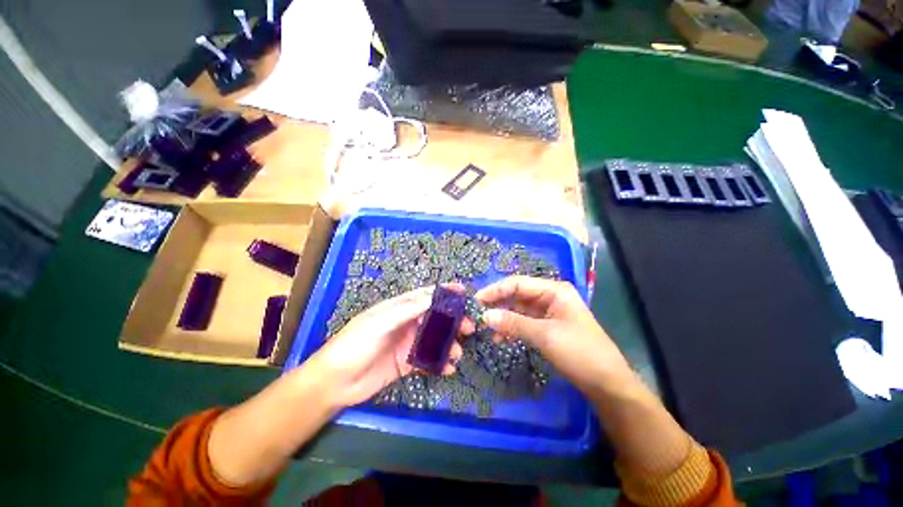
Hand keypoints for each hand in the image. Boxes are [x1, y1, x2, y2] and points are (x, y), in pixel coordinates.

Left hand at [308, 285, 468, 406]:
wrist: (335, 382)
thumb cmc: (356, 344)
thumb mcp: (381, 322)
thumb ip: (408, 310)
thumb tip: (433, 297)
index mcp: (398, 308)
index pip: (425, 296)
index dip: (443, 292)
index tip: (462, 291)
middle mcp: (406, 323)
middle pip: (434, 318)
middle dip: (453, 321)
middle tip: (469, 328)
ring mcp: (407, 344)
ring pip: (434, 340)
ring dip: (449, 344)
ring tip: (459, 353)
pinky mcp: (406, 364)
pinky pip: (428, 361)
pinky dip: (440, 364)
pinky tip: (448, 369)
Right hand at [476, 276, 635, 397]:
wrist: (607, 384)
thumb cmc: (580, 352)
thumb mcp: (545, 335)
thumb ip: (513, 323)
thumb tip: (485, 316)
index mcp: (554, 290)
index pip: (518, 283)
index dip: (496, 290)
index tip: (477, 300)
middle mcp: (550, 297)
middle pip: (517, 295)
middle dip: (498, 304)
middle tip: (477, 313)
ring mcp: (548, 312)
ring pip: (518, 309)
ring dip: (503, 318)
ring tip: (486, 328)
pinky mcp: (546, 327)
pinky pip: (524, 322)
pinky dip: (511, 329)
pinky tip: (500, 338)